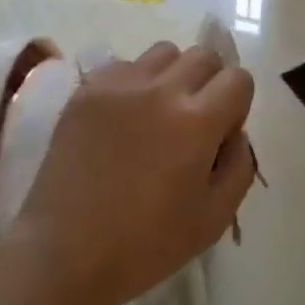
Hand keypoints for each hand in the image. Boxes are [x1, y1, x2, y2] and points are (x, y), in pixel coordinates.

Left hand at [12, 42, 257, 304]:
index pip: (238, 78)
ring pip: (163, 53)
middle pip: (203, 56)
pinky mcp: (86, 90)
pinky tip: (122, 120)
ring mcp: (119, 85)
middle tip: (193, 122)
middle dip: (210, 83)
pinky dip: (133, 83)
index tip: (221, 133)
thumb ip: (239, 165)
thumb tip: (234, 131)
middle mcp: (161, 90)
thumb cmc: (146, 244)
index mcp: (197, 121)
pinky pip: (124, 65)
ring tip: (156, 114)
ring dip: (172, 76)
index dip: (237, 104)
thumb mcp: (215, 218)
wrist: (65, 252)